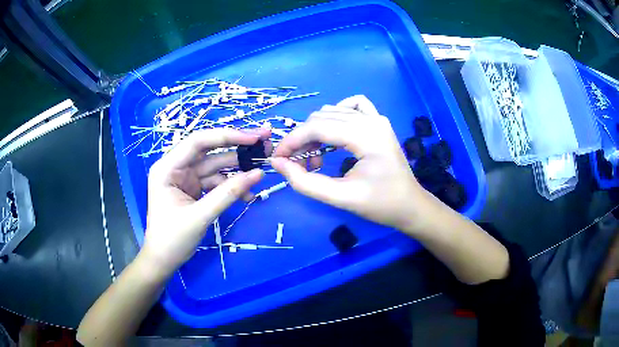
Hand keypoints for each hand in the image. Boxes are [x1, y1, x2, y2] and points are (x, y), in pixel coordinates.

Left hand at [142, 128, 269, 275]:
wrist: (163, 261)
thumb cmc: (173, 239)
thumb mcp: (201, 216)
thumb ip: (228, 193)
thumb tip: (258, 174)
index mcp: (167, 167)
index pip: (198, 142)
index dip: (227, 136)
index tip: (254, 137)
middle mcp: (176, 167)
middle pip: (209, 150)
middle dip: (237, 148)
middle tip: (265, 143)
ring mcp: (185, 178)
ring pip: (215, 166)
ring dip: (237, 170)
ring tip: (260, 171)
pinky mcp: (193, 188)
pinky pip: (216, 181)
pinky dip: (231, 187)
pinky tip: (247, 195)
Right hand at [271, 95, 431, 231]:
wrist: (410, 206)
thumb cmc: (381, 205)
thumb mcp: (341, 198)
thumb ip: (306, 182)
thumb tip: (278, 164)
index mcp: (366, 135)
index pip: (317, 127)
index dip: (291, 141)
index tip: (277, 159)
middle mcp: (371, 119)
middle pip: (322, 118)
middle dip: (302, 140)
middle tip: (298, 166)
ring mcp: (377, 118)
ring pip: (333, 111)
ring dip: (316, 132)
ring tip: (315, 158)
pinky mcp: (379, 122)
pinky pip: (352, 106)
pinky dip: (336, 116)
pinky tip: (334, 134)